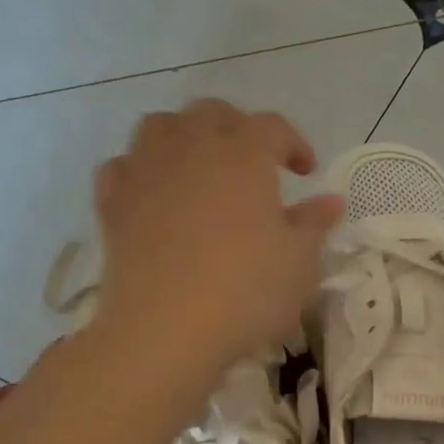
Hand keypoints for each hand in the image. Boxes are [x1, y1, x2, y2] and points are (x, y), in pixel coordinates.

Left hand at [90, 100, 342, 375]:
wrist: (164, 331)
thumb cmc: (245, 292)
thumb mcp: (299, 263)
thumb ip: (315, 224)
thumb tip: (331, 201)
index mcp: (244, 153)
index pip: (273, 127)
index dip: (294, 143)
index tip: (305, 172)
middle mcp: (192, 147)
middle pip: (213, 113)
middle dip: (238, 127)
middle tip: (254, 162)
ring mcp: (145, 171)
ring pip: (160, 126)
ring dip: (184, 136)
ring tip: (200, 166)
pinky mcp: (112, 202)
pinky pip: (122, 166)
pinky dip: (140, 170)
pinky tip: (153, 193)